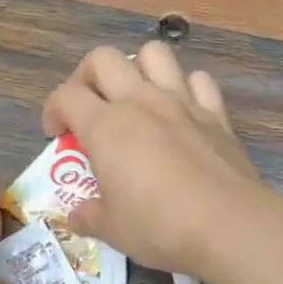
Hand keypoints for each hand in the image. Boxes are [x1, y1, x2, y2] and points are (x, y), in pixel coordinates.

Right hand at [41, 42, 267, 276]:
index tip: (57, 135)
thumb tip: (77, 215)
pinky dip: (187, 87)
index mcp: (105, 126)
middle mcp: (140, 102)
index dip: (53, 110)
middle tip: (89, 107)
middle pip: (103, 59)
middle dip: (87, 76)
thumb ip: (89, 217)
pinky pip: (199, 81)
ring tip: (136, 97)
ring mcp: (182, 102)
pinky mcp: (216, 114)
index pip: (65, 96)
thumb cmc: (159, 227)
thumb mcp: (112, 230)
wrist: (228, 225)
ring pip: (154, 53)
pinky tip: (182, 112)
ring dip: (138, 67)